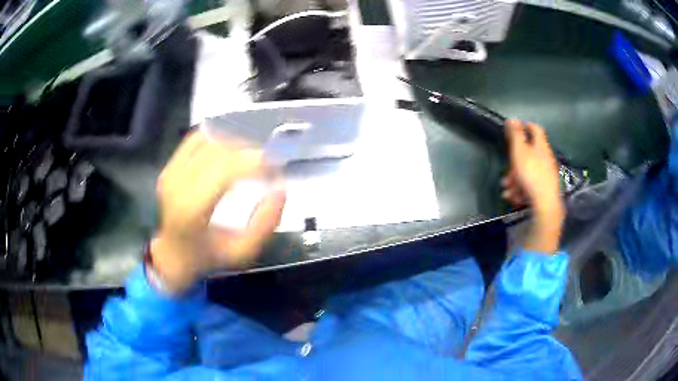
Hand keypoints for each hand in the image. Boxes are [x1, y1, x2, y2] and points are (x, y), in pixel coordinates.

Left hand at [150, 131, 285, 292]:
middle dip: (249, 150)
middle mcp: (178, 184)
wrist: (174, 255)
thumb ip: (265, 224)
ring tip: (252, 155)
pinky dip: (217, 138)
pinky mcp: (169, 166)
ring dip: (234, 142)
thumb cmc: (209, 257)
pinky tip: (230, 149)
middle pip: (219, 150)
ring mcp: (171, 172)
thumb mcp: (243, 252)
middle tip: (268, 161)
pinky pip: (195, 140)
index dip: (254, 160)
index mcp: (192, 208)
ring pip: (208, 140)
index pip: (226, 168)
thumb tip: (280, 189)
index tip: (276, 165)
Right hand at [502, 119, 564, 252]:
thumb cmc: (531, 175)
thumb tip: (512, 118)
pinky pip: (531, 184)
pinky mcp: (545, 189)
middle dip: (515, 162)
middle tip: (506, 171)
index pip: (535, 128)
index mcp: (541, 146)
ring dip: (515, 178)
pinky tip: (515, 197)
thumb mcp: (519, 152)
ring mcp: (547, 174)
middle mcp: (546, 158)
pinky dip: (521, 188)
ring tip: (507, 189)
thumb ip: (515, 135)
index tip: (513, 130)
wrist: (545, 205)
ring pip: (527, 171)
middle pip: (529, 153)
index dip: (525, 126)